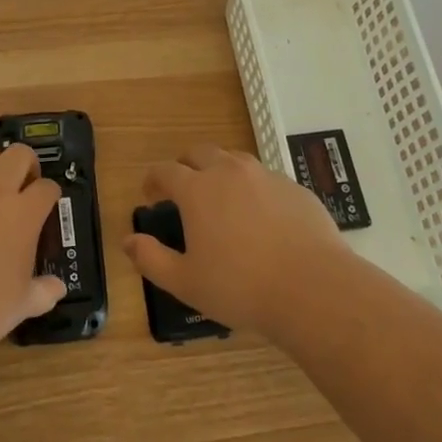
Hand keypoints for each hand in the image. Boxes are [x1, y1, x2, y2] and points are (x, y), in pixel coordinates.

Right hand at [122, 145, 348, 334]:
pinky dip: (252, 187)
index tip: (150, 193)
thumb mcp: (185, 282)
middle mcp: (229, 172)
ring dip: (219, 170)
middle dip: (184, 165)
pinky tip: (259, 215)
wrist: (312, 288)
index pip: (165, 170)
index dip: (153, 179)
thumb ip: (151, 259)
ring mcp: (265, 176)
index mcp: (197, 190)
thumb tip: (128, 241)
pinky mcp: (294, 188)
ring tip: (220, 197)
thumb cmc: (240, 287)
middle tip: (182, 187)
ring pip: (234, 160)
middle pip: (199, 153)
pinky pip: (265, 178)